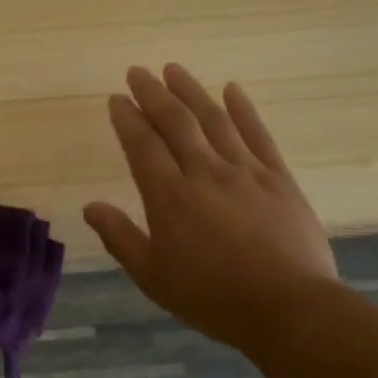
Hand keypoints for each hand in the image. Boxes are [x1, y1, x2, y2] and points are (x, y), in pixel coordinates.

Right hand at [84, 65, 338, 352]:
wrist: (288, 308)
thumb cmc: (212, 297)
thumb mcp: (153, 277)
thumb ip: (120, 238)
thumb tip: (90, 207)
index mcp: (169, 197)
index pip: (142, 145)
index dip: (127, 118)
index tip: (117, 98)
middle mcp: (204, 173)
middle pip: (175, 122)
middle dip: (153, 93)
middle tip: (137, 71)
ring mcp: (245, 171)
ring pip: (213, 119)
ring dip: (191, 91)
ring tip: (174, 69)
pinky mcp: (278, 178)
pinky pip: (257, 134)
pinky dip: (243, 109)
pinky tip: (232, 89)